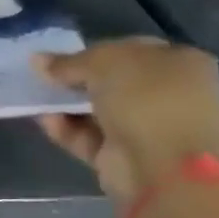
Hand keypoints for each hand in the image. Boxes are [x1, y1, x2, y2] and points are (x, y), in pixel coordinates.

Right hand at [33, 38, 218, 209]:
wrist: (165, 169)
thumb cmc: (147, 100)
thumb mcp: (103, 63)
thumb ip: (68, 62)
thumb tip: (38, 60)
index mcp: (181, 63)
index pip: (132, 48)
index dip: (95, 49)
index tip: (63, 55)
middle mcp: (171, 94)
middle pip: (114, 81)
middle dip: (78, 79)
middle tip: (44, 76)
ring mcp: (150, 128)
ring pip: (99, 110)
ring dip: (67, 105)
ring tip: (37, 97)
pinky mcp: (126, 157)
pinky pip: (89, 137)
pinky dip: (66, 129)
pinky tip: (45, 120)